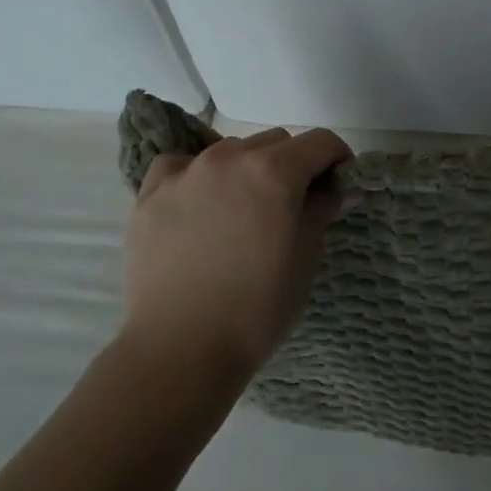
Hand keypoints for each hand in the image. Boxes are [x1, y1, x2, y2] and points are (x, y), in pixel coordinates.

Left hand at [121, 127, 353, 380]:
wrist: (181, 348)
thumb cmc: (257, 308)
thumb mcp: (305, 258)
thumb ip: (322, 210)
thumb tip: (340, 187)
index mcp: (274, 172)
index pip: (319, 142)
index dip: (337, 159)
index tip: (339, 184)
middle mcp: (229, 158)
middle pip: (274, 142)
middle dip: (293, 164)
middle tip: (293, 204)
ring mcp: (185, 173)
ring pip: (229, 151)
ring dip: (246, 169)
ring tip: (243, 211)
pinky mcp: (150, 194)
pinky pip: (180, 165)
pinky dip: (196, 175)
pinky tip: (197, 203)